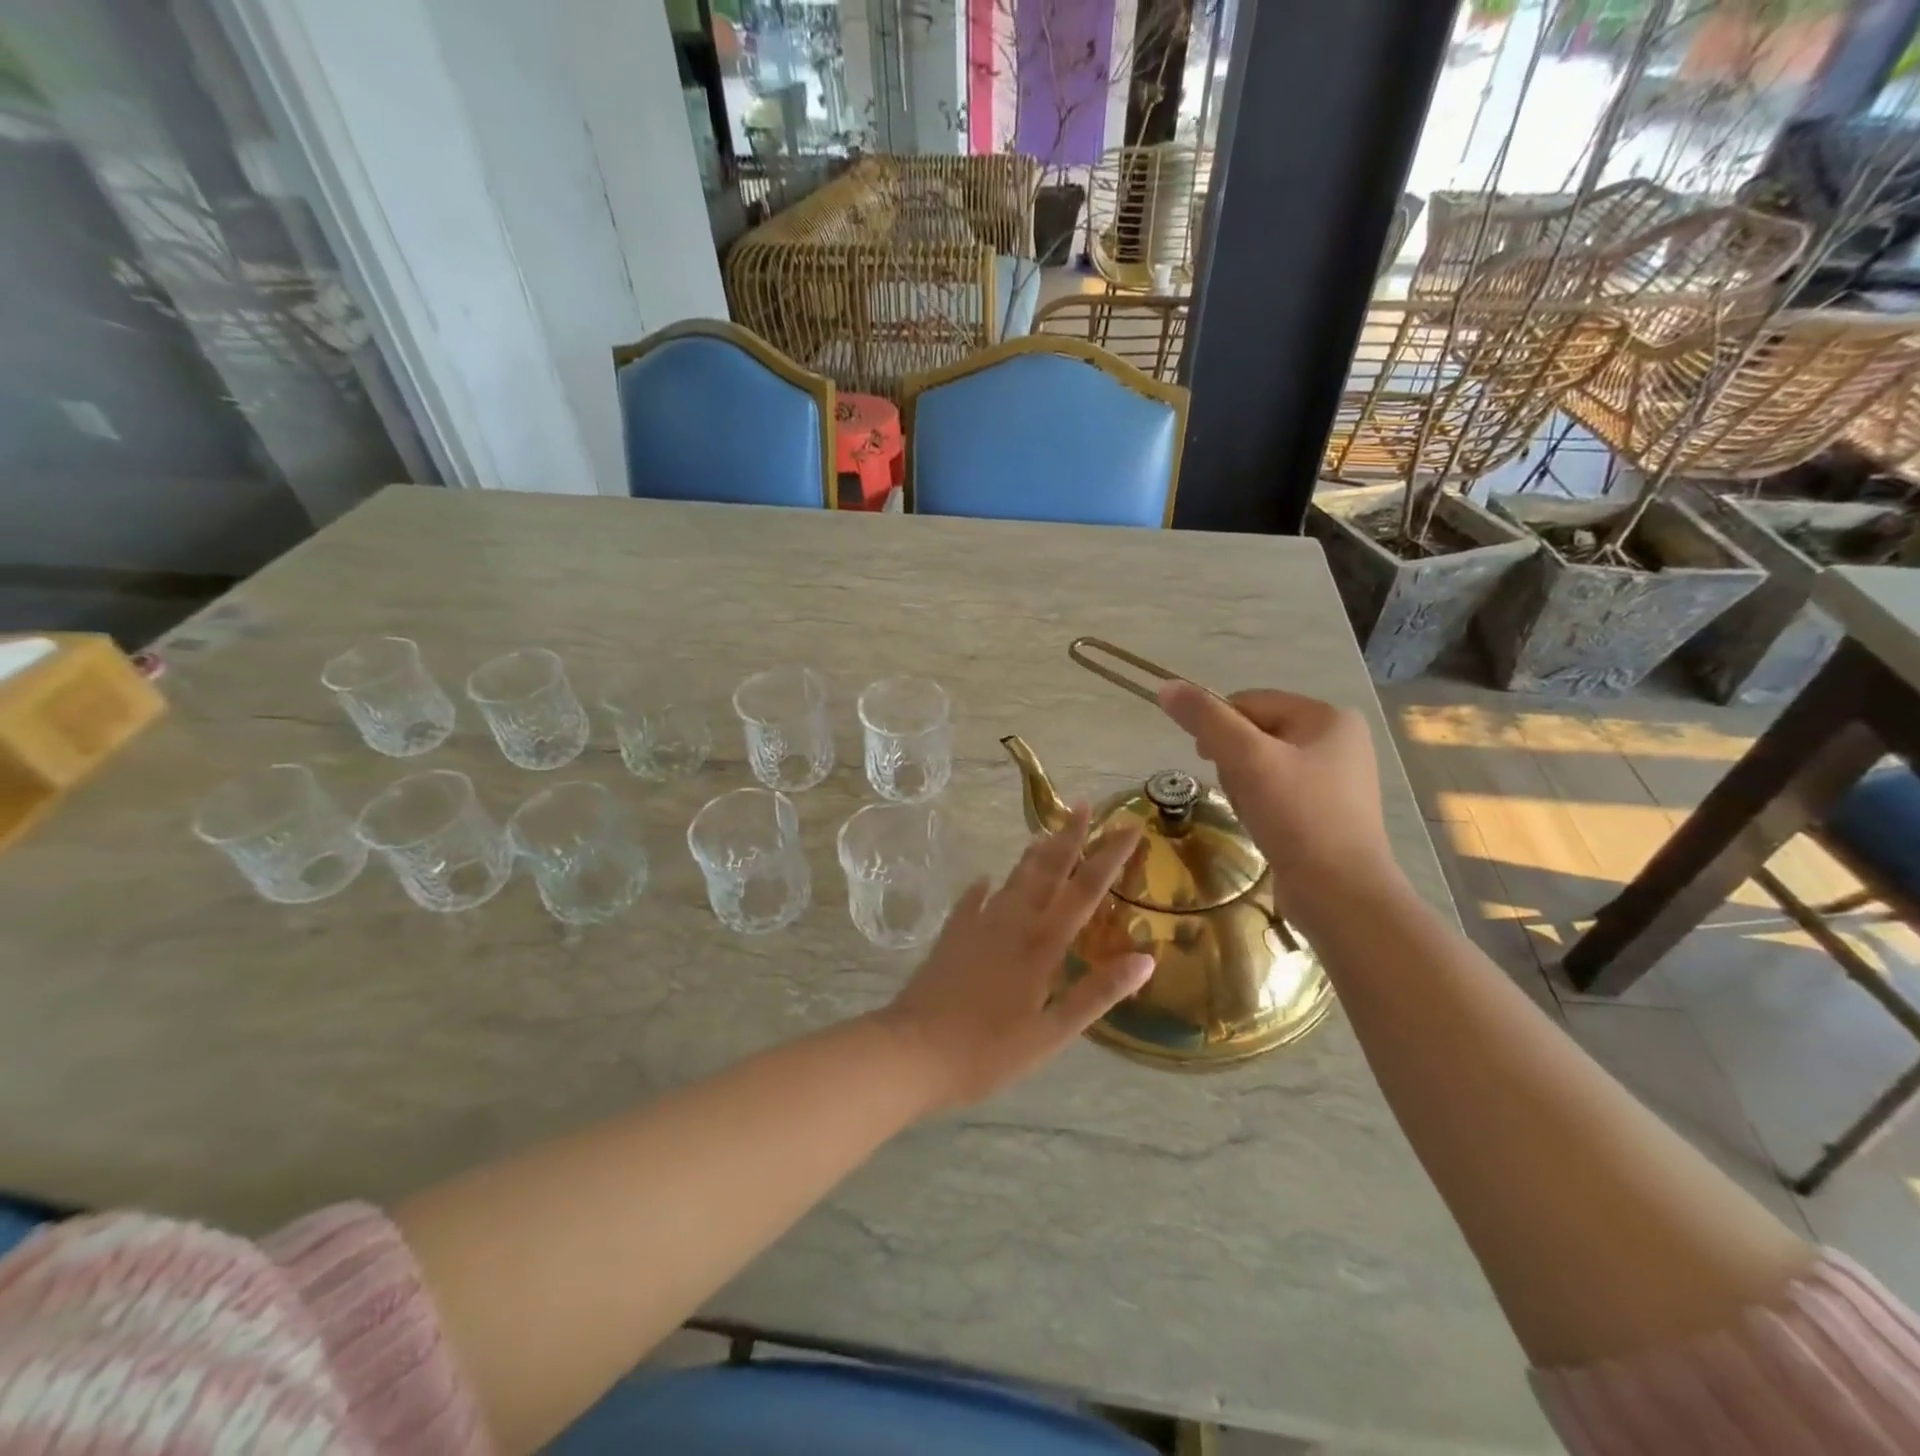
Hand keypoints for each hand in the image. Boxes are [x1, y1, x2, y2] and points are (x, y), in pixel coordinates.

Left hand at [877, 807, 1152, 1111]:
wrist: (913, 1050)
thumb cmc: (988, 1051)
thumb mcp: (1052, 1033)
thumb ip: (1097, 994)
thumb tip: (1146, 959)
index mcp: (1041, 945)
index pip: (1084, 891)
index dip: (1108, 857)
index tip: (1127, 826)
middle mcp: (1012, 923)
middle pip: (1047, 871)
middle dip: (1068, 838)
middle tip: (1082, 805)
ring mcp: (977, 925)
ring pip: (1012, 880)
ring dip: (1032, 856)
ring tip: (1044, 833)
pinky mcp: (952, 936)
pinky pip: (972, 901)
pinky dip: (984, 888)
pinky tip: (985, 880)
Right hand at [1157, 681, 1402, 913]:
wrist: (1340, 894)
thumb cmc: (1297, 817)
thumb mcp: (1246, 759)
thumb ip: (1206, 719)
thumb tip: (1167, 686)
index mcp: (1329, 718)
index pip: (1250, 702)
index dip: (1219, 727)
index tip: (1207, 760)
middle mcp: (1339, 741)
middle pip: (1255, 733)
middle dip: (1234, 761)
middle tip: (1238, 790)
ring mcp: (1336, 778)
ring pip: (1262, 765)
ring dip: (1244, 785)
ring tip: (1252, 813)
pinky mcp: (1327, 811)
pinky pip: (1278, 792)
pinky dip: (1261, 804)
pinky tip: (1263, 826)